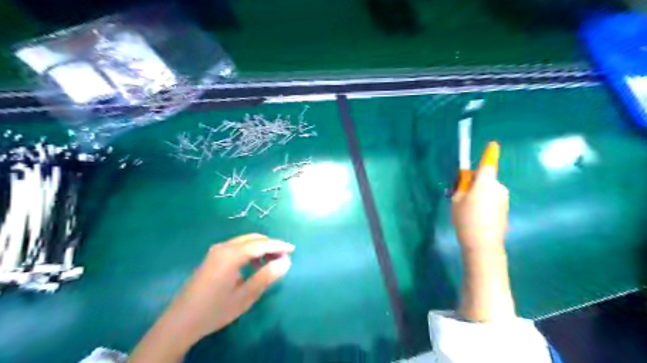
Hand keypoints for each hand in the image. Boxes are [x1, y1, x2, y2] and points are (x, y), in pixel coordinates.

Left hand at [129, 233, 294, 360]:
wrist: (180, 322)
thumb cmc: (215, 310)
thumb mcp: (245, 296)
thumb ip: (267, 276)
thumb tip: (286, 261)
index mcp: (231, 255)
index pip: (261, 244)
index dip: (279, 246)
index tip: (293, 249)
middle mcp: (223, 247)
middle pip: (253, 239)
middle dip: (270, 245)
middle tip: (284, 256)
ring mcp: (216, 251)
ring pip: (244, 241)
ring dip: (260, 247)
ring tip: (271, 261)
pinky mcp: (212, 257)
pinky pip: (236, 247)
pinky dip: (249, 251)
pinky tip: (253, 265)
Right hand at [451, 161, 506, 251]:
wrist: (483, 245)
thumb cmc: (466, 219)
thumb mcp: (456, 200)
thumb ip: (461, 186)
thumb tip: (466, 178)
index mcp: (485, 183)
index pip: (488, 164)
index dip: (490, 153)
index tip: (493, 145)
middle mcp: (498, 187)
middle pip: (486, 178)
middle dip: (475, 182)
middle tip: (461, 194)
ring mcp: (504, 199)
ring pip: (489, 190)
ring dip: (480, 193)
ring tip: (468, 209)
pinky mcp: (505, 209)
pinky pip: (493, 199)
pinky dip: (485, 202)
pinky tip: (477, 216)